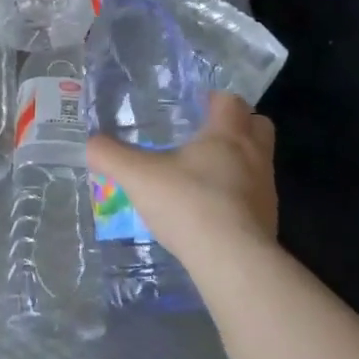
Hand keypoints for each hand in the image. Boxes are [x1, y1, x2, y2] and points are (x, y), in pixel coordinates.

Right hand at [86, 92, 277, 260]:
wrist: (231, 260)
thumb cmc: (187, 203)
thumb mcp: (137, 176)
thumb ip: (110, 156)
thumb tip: (90, 143)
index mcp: (226, 134)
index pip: (230, 101)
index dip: (214, 99)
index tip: (195, 104)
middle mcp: (254, 155)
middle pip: (258, 125)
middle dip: (238, 124)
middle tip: (207, 134)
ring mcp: (266, 189)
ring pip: (259, 161)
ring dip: (239, 161)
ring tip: (205, 174)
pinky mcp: (268, 220)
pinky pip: (255, 195)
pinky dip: (238, 195)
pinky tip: (211, 210)